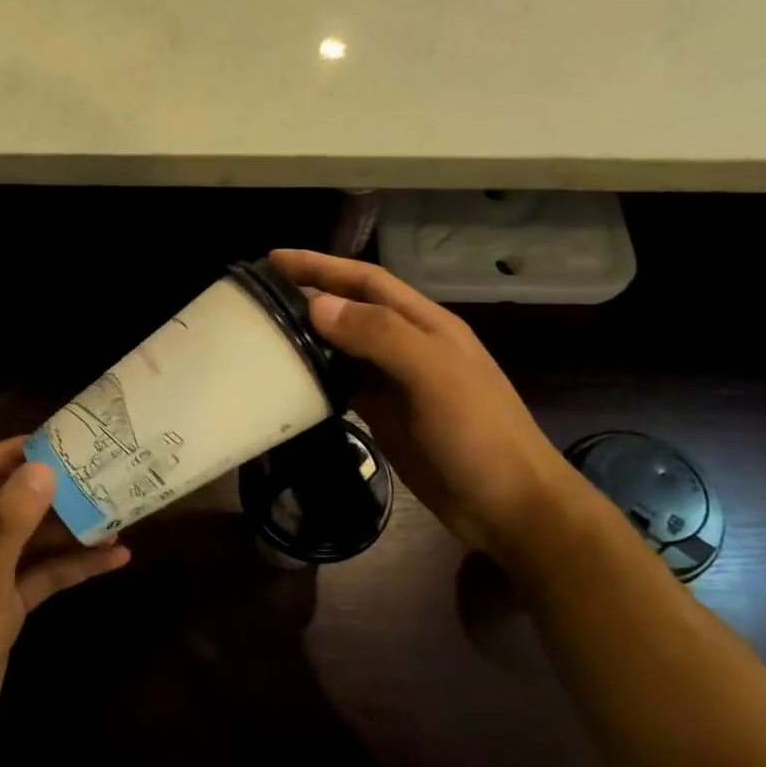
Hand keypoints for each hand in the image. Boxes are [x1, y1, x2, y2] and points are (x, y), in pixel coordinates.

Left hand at [0, 438, 130, 766]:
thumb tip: (42, 468)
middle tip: (96, 470)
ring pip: (25, 540)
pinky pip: (36, 575)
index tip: (54, 439)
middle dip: (47, 491)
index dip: (7, 453)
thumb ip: (8, 525)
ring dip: (65, 530)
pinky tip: (112, 559)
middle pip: (3, 504)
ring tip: (116, 511)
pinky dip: (68, 566)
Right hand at [270, 249, 590, 561]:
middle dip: (308, 295)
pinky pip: (343, 385)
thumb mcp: (434, 375)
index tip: (273, 260)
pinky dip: (316, 376)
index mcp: (424, 324)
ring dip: (308, 336)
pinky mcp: (384, 415)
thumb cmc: (478, 434)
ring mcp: (395, 382)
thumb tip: (316, 305)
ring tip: (262, 332)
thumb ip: (380, 335)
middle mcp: (406, 345)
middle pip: (350, 310)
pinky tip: (289, 379)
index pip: (365, 281)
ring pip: (343, 347)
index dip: (322, 265)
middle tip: (257, 296)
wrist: (508, 506)